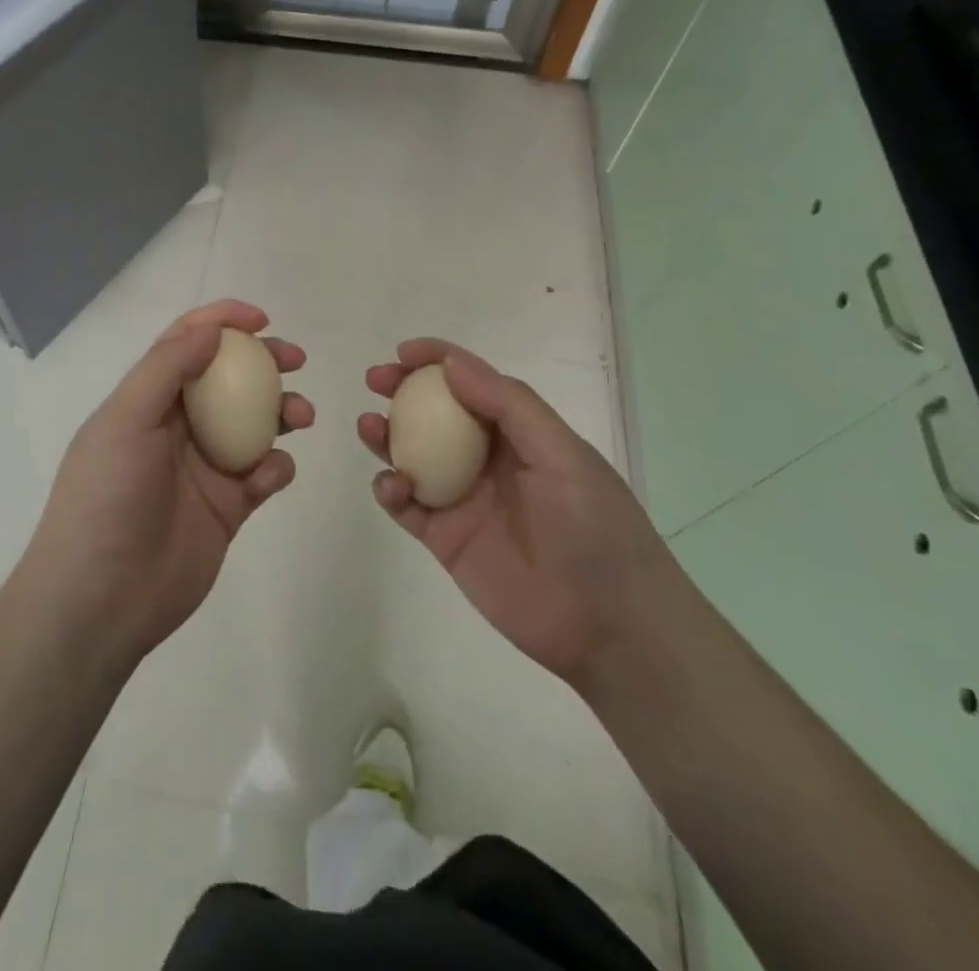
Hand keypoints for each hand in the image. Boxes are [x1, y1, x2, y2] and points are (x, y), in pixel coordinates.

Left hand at [21, 300, 312, 672]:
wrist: (101, 599)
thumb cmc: (106, 498)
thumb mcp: (125, 420)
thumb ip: (167, 369)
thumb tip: (210, 328)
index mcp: (147, 400)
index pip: (185, 344)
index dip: (221, 322)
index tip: (261, 320)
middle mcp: (177, 426)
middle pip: (229, 378)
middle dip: (264, 363)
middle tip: (295, 360)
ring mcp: (204, 466)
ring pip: (255, 424)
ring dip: (282, 411)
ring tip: (301, 416)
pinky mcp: (227, 506)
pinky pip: (263, 474)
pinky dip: (275, 468)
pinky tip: (269, 476)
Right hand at [358, 339, 670, 683]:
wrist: (609, 626)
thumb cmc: (594, 527)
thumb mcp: (562, 454)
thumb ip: (508, 405)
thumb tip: (451, 363)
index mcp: (520, 433)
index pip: (473, 383)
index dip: (438, 360)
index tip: (404, 352)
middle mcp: (487, 459)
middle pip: (435, 414)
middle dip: (403, 391)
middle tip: (376, 380)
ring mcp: (463, 499)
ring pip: (413, 455)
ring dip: (387, 436)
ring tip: (369, 426)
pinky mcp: (445, 538)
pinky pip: (407, 506)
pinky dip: (390, 489)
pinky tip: (391, 484)